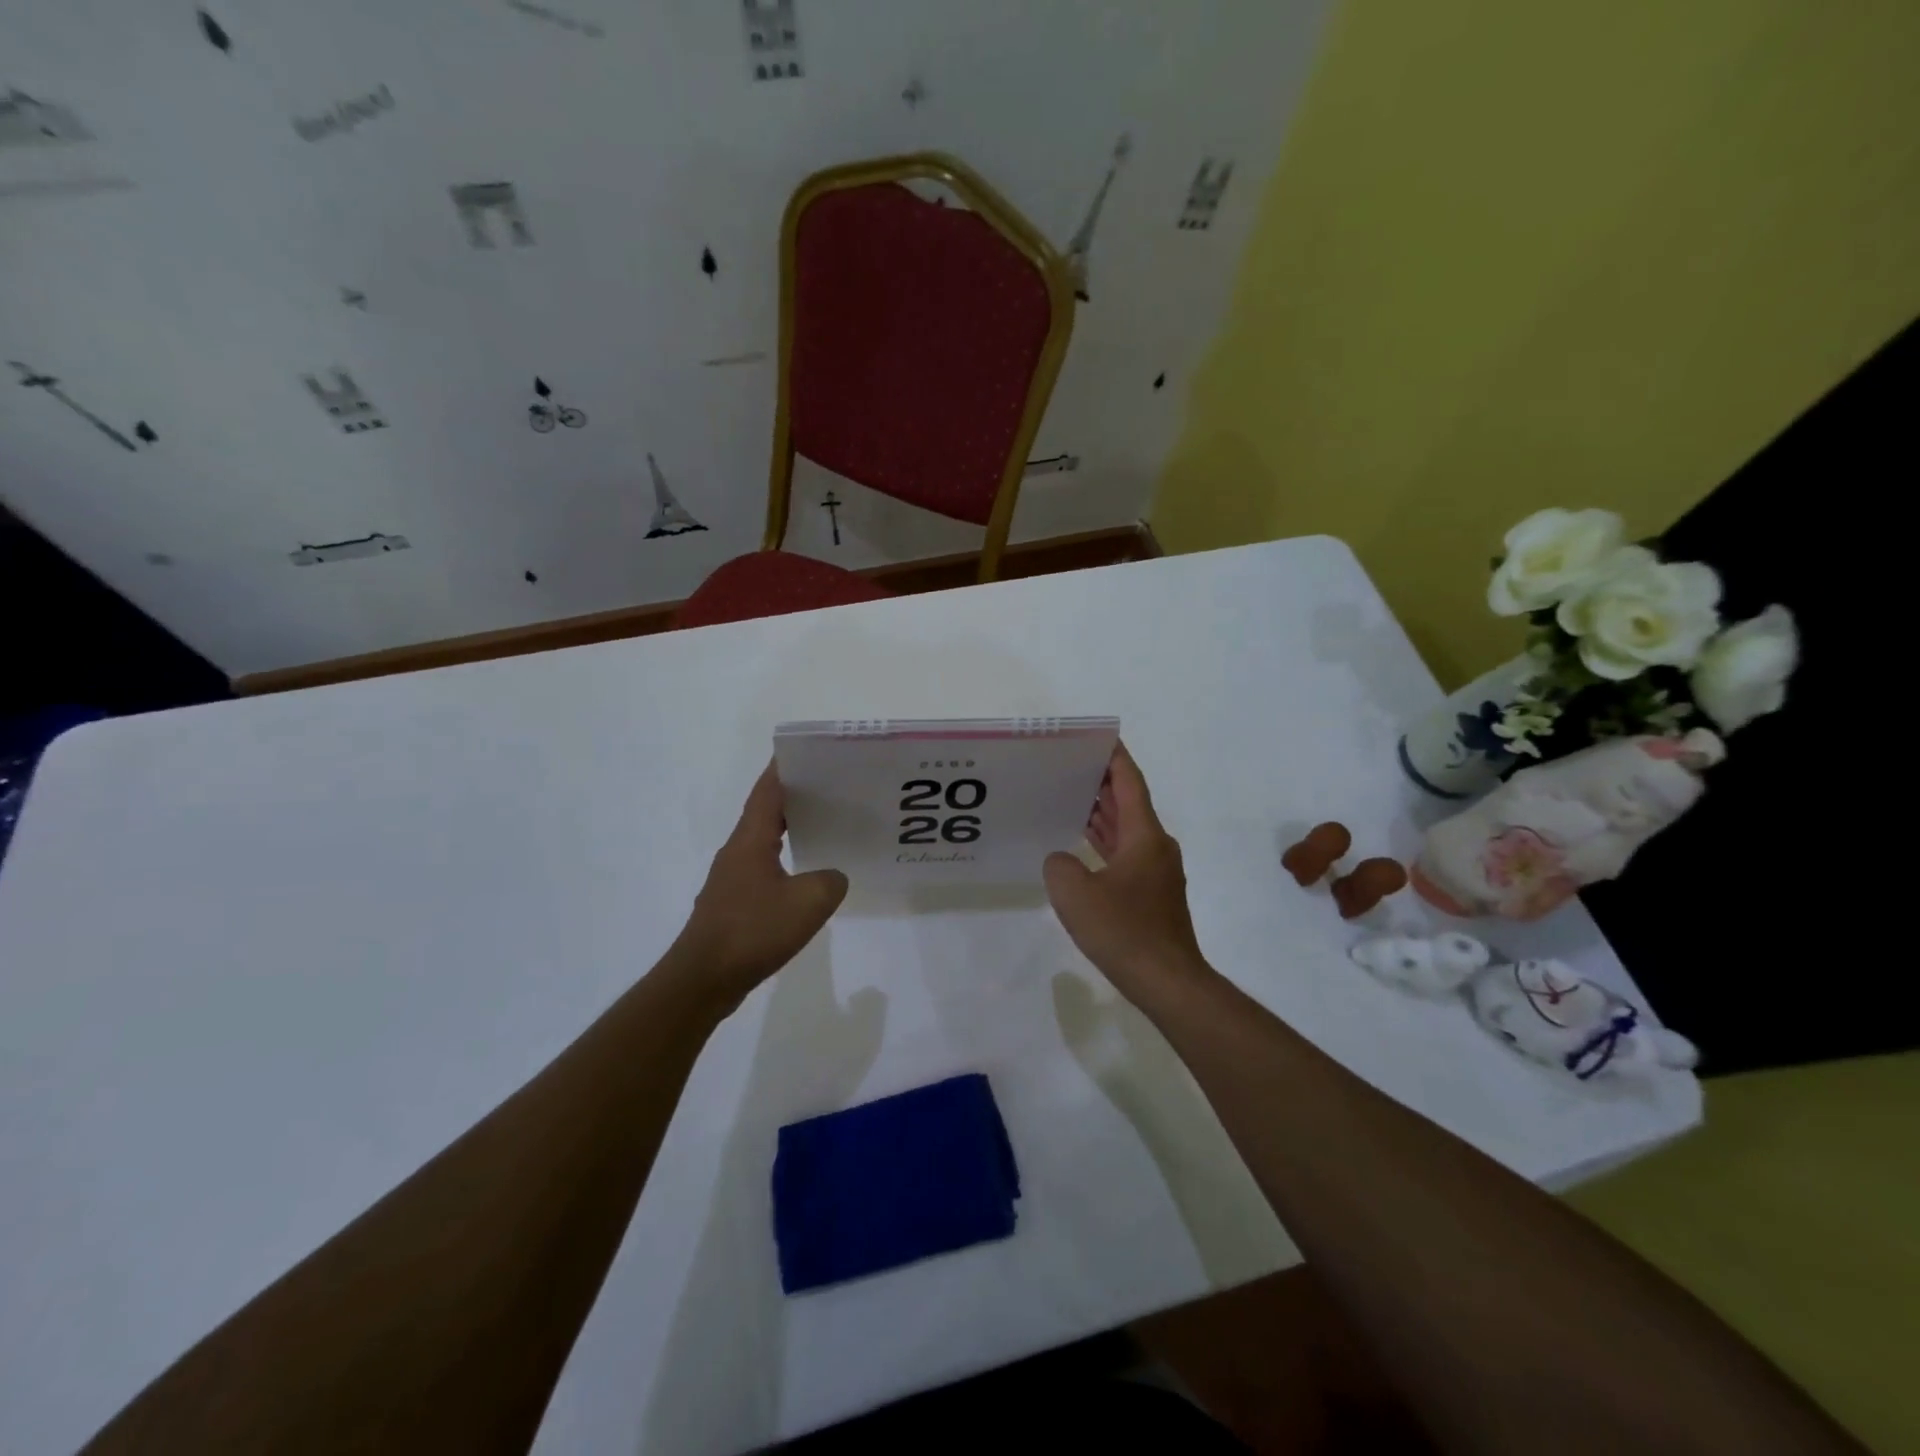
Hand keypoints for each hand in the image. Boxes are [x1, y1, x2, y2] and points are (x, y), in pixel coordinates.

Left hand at [674, 762, 847, 1011]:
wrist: (703, 980)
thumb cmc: (753, 930)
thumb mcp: (809, 901)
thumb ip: (830, 880)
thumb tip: (831, 877)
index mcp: (750, 840)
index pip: (767, 791)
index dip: (784, 768)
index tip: (807, 753)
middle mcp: (737, 852)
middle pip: (765, 813)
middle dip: (794, 797)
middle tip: (830, 788)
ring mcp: (731, 880)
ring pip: (763, 843)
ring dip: (789, 831)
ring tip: (824, 828)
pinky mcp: (732, 905)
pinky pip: (763, 871)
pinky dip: (784, 863)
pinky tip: (805, 879)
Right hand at [1044, 743, 1212, 1005]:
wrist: (1167, 981)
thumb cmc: (1124, 930)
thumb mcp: (1075, 893)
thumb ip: (1059, 864)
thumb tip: (1062, 861)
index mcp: (1144, 835)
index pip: (1129, 782)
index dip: (1114, 756)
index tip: (1096, 737)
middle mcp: (1155, 846)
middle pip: (1128, 802)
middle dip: (1101, 781)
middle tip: (1068, 765)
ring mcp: (1156, 871)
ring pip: (1126, 830)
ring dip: (1101, 813)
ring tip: (1068, 796)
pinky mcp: (1151, 894)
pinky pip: (1124, 854)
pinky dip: (1104, 842)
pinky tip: (1080, 846)